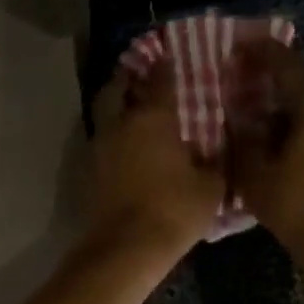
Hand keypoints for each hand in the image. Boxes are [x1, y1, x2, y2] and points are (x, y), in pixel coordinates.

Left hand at [86, 58, 224, 258]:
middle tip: (137, 76)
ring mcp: (99, 150)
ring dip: (115, 110)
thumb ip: (214, 161)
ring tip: (131, 112)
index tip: (168, 55)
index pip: (159, 79)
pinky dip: (111, 140)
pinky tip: (125, 148)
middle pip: (115, 89)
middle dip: (125, 78)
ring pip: (103, 117)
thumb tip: (213, 151)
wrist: (126, 248)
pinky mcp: (89, 175)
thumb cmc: (174, 210)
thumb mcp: (210, 186)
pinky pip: (101, 145)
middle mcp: (119, 125)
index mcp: (152, 118)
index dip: (164, 64)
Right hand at [227, 35, 303, 250]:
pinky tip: (299, 135)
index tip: (238, 46)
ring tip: (277, 114)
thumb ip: (245, 138)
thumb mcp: (255, 173)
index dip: (260, 52)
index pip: (285, 63)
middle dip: (289, 73)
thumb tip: (242, 117)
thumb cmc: (295, 205)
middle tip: (260, 85)